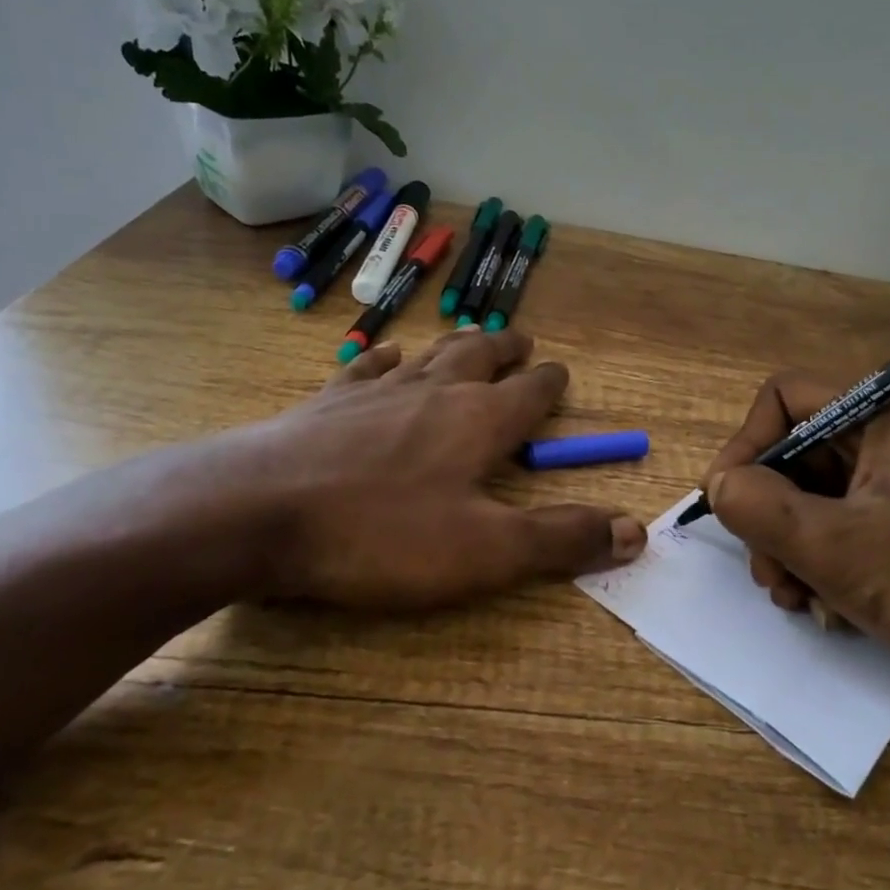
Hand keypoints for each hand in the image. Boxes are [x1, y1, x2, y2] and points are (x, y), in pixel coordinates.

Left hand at [172, 328, 645, 609]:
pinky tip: (383, 356)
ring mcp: (374, 392)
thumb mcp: (485, 552)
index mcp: (478, 422)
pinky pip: (364, 368)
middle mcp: (433, 392)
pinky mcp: (324, 403)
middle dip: (506, 349)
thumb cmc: (380, 534)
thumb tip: (635, 531)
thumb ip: (560, 540)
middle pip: (479, 357)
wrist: (254, 512)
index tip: (561, 374)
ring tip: (467, 337)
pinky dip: (384, 359)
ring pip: (427, 355)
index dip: (550, 384)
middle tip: (522, 340)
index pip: (530, 393)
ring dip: (454, 346)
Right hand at [704, 372, 889, 695]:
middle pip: (794, 451)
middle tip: (767, 572)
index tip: (727, 501)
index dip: (747, 443)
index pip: (785, 397)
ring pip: (809, 493)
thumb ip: (760, 507)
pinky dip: (817, 559)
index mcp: (886, 411)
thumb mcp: (837, 548)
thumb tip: (716, 484)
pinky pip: (836, 521)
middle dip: (767, 512)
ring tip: (794, 598)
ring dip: (787, 545)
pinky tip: (822, 604)